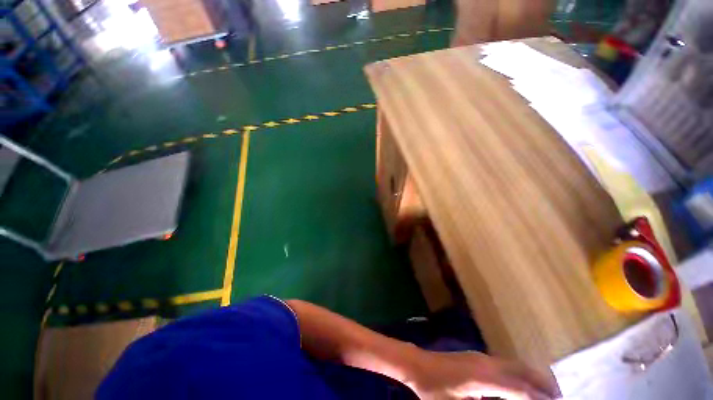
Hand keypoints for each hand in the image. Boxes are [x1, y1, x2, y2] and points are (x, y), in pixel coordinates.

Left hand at [403, 349, 559, 399]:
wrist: (417, 365)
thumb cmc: (434, 390)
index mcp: (483, 378)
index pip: (519, 388)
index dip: (539, 398)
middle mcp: (485, 363)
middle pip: (521, 371)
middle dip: (542, 384)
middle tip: (558, 398)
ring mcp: (480, 357)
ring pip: (514, 365)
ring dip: (531, 377)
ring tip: (546, 393)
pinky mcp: (476, 357)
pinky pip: (504, 364)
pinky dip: (519, 373)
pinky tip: (520, 385)